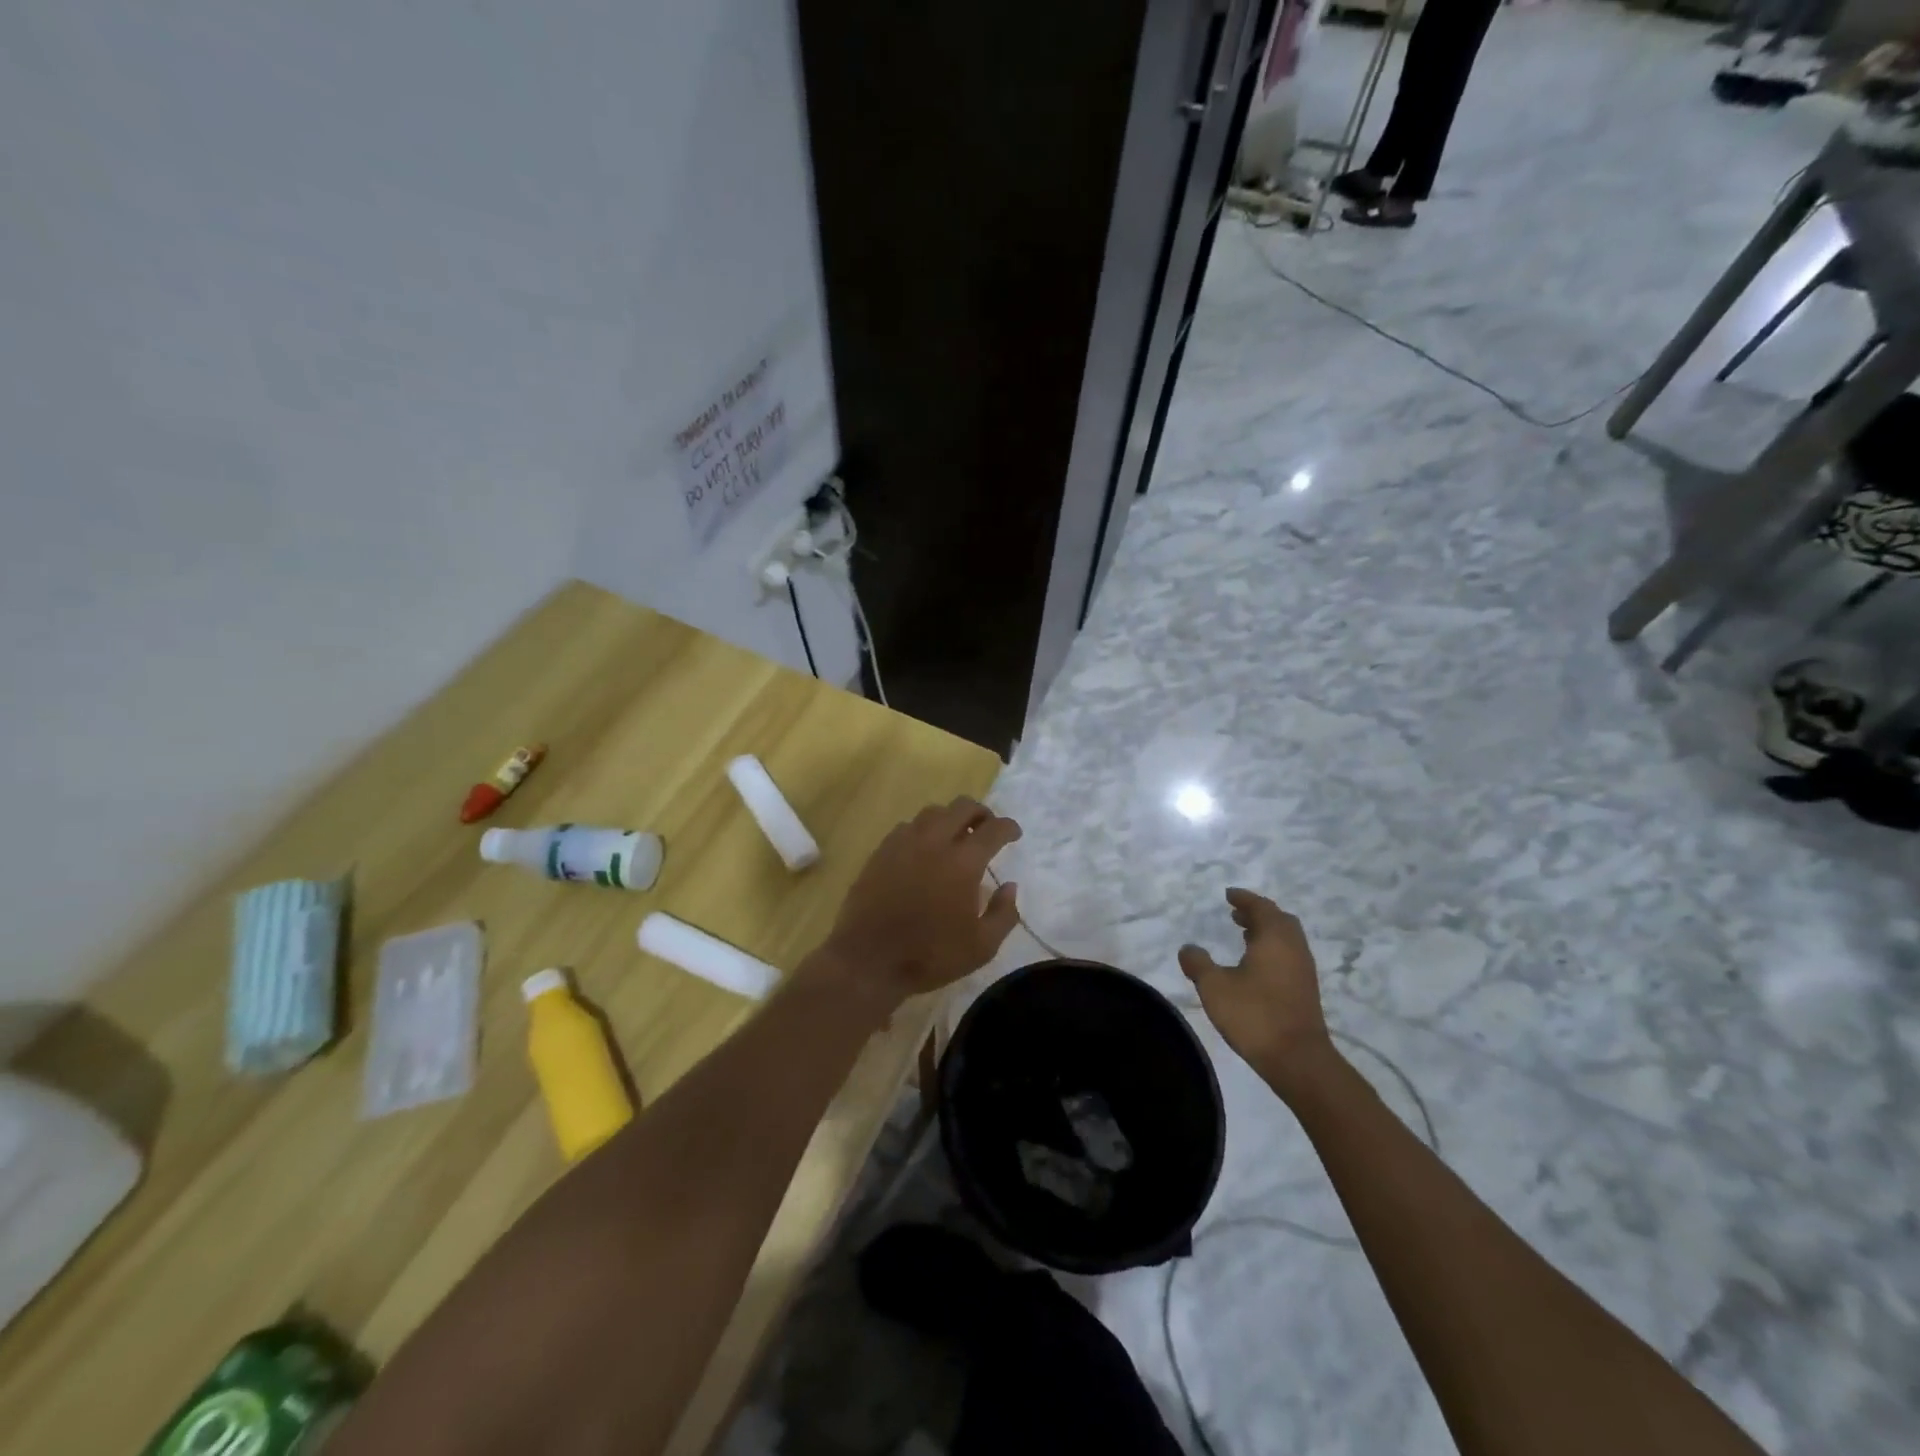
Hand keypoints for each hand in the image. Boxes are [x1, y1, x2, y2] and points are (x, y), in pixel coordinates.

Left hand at [813, 798, 1021, 1009]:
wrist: (868, 960)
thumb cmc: (930, 956)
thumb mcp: (982, 947)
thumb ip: (1003, 914)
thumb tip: (1009, 886)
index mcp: (963, 863)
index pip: (993, 829)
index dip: (1008, 827)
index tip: (1014, 834)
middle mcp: (934, 842)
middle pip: (962, 807)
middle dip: (981, 813)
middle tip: (986, 829)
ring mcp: (903, 844)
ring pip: (932, 812)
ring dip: (950, 818)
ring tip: (955, 836)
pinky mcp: (880, 852)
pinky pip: (907, 827)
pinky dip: (923, 831)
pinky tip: (923, 849)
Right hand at [1178, 889, 1338, 1093]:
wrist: (1298, 1059)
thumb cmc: (1255, 1015)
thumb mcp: (1214, 987)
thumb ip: (1198, 964)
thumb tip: (1188, 948)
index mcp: (1275, 938)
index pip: (1261, 907)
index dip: (1244, 899)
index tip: (1229, 895)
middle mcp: (1294, 948)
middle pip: (1279, 920)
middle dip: (1258, 913)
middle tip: (1236, 914)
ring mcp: (1303, 970)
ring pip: (1286, 939)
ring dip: (1266, 932)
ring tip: (1243, 934)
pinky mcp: (1305, 990)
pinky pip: (1289, 956)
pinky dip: (1272, 949)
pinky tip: (1255, 965)